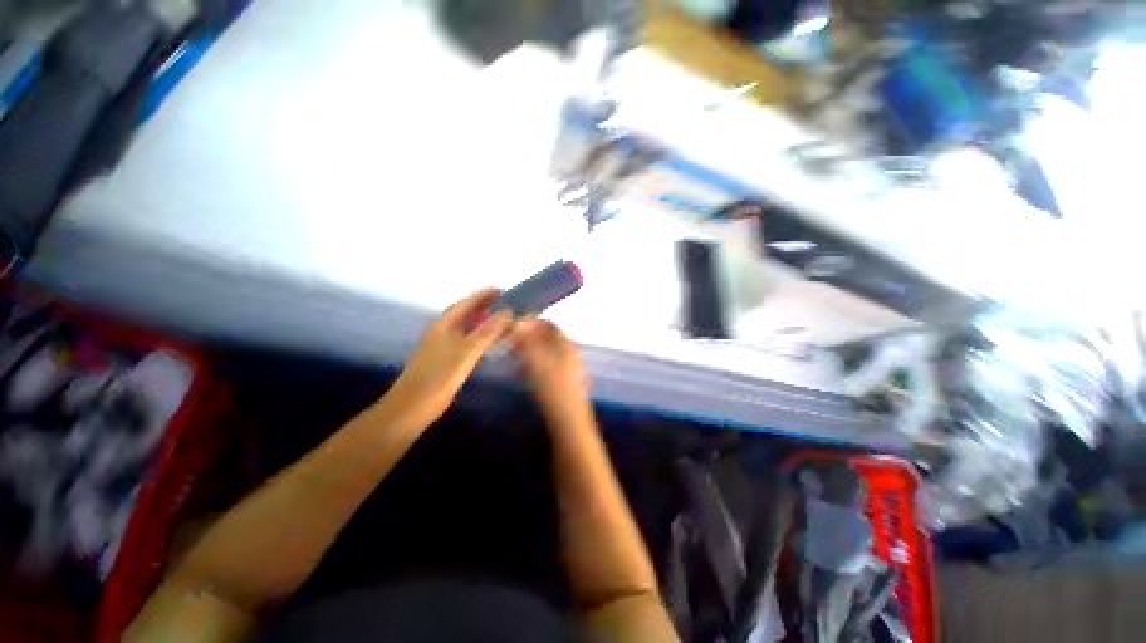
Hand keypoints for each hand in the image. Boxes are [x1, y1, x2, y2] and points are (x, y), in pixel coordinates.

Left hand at [387, 289, 513, 428]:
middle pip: (467, 313)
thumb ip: (487, 331)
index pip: (466, 303)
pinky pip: (468, 341)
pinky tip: (491, 342)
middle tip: (507, 304)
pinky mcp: (447, 359)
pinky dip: (481, 337)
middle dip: (485, 307)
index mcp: (444, 324)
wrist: (413, 406)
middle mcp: (443, 331)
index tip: (503, 290)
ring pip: (468, 328)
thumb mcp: (467, 351)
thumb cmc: (439, 376)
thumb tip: (507, 312)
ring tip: (504, 320)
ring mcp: (444, 346)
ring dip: (484, 322)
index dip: (484, 295)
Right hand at [510, 319, 589, 411]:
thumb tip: (517, 322)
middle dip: (529, 337)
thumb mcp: (536, 360)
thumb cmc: (552, 387)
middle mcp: (570, 354)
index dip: (532, 323)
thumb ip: (526, 340)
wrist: (567, 421)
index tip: (514, 326)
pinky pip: (548, 367)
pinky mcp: (564, 384)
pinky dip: (535, 364)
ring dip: (530, 351)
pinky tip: (523, 373)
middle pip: (548, 339)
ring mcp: (569, 369)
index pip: (550, 325)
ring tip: (513, 355)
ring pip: (547, 353)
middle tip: (510, 341)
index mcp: (566, 345)